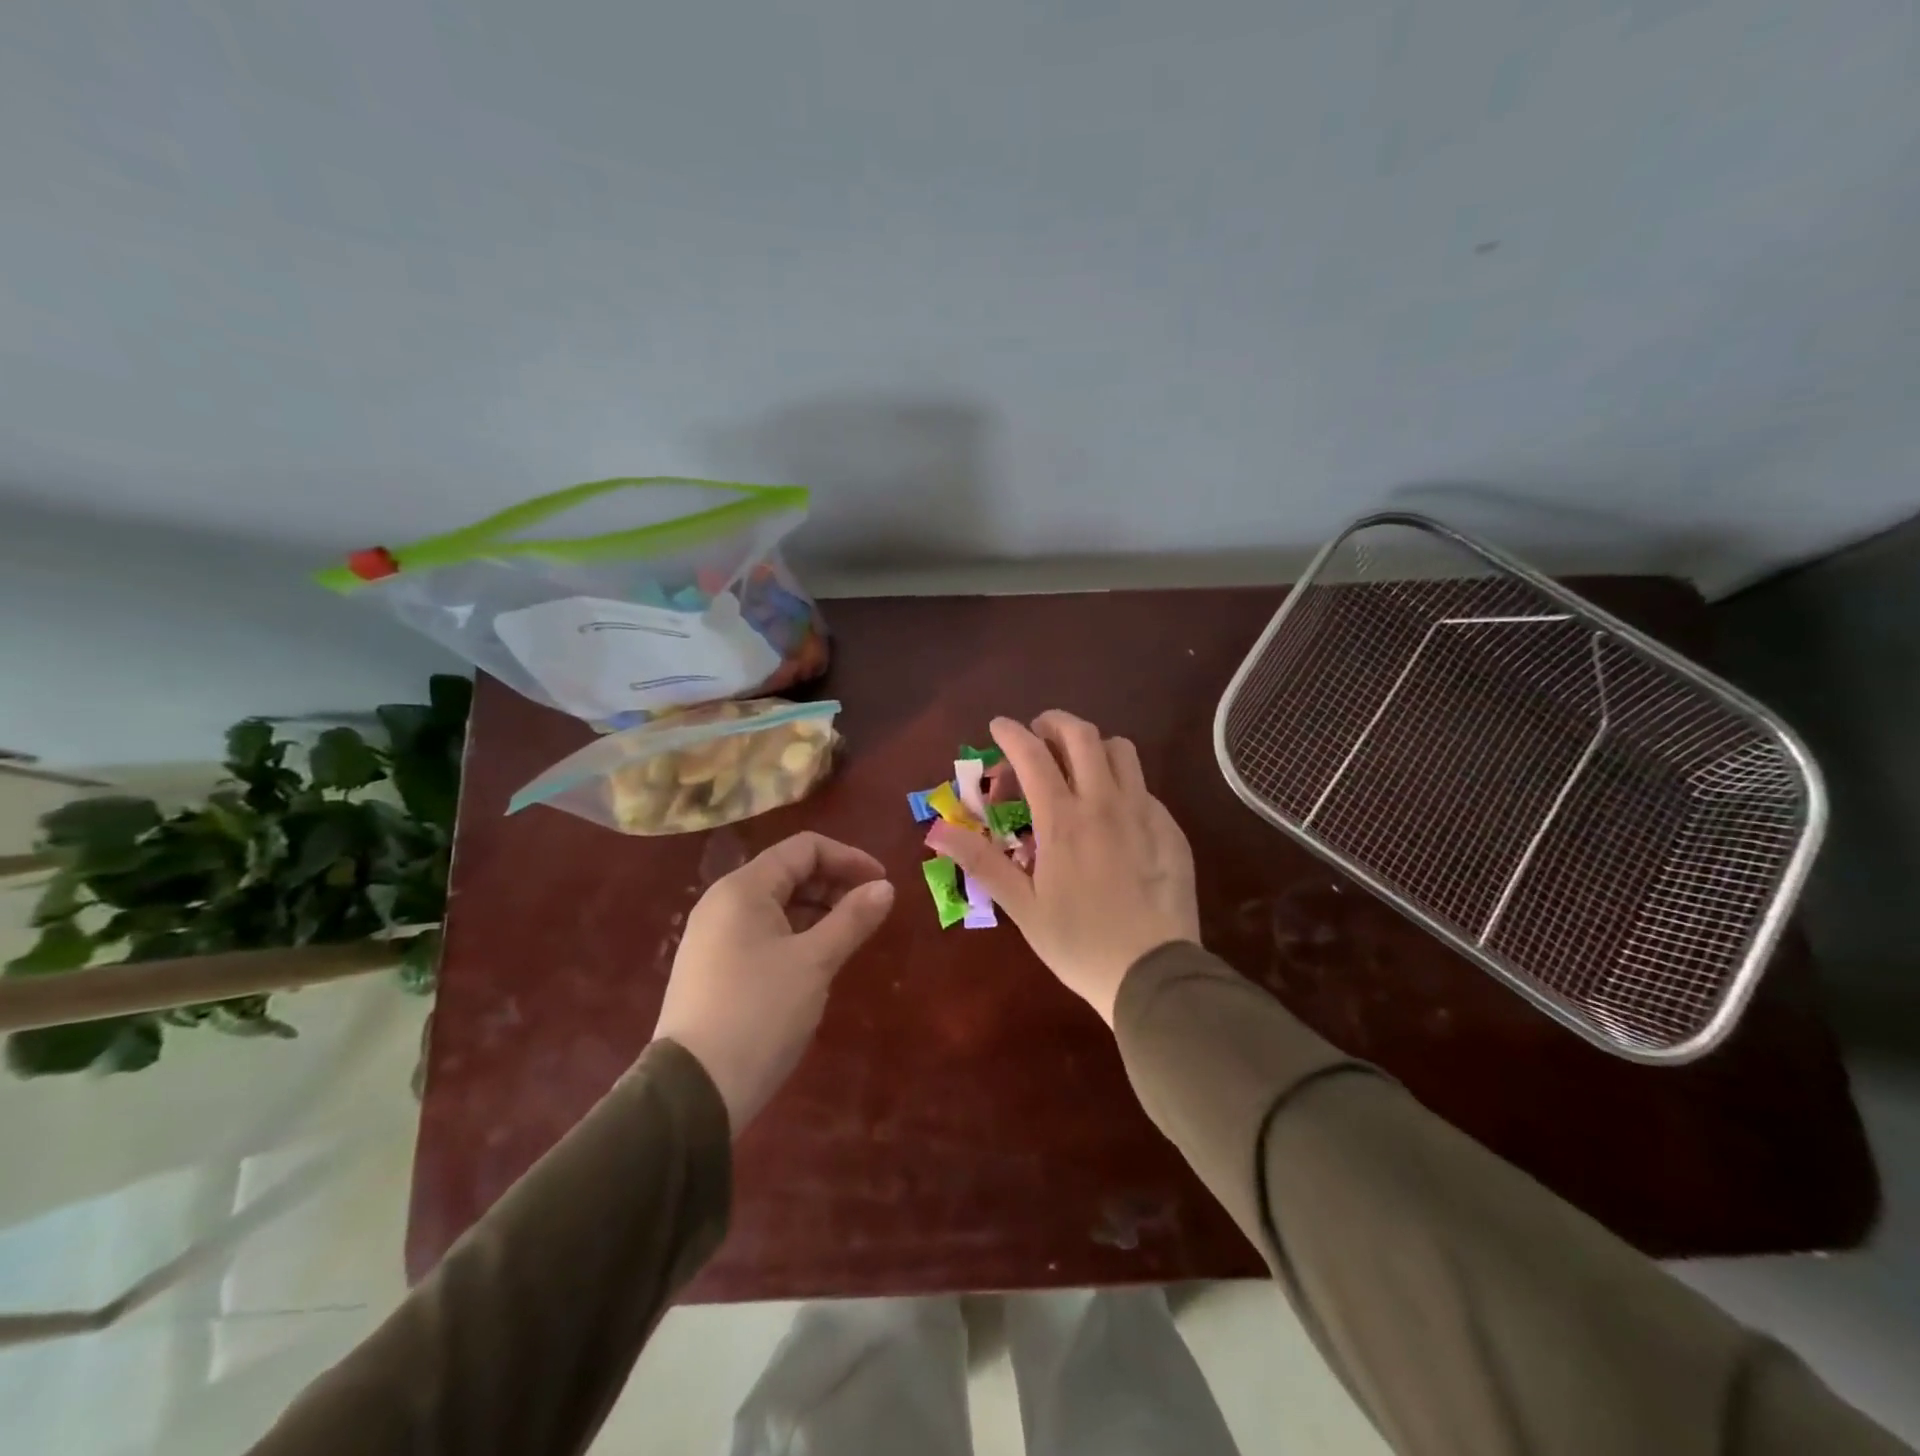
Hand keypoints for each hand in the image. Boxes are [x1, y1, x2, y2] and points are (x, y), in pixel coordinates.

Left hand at [652, 832, 893, 1132]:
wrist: (694, 1091)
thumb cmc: (760, 1013)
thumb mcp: (815, 962)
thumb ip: (852, 918)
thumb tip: (885, 887)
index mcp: (744, 888)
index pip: (804, 848)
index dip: (848, 858)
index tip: (882, 884)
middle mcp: (723, 902)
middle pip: (788, 872)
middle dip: (834, 883)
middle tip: (869, 911)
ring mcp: (713, 936)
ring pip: (775, 904)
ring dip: (817, 910)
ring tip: (848, 936)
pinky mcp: (712, 967)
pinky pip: (761, 932)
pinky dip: (795, 933)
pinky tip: (815, 961)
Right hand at [929, 711, 1199, 1024]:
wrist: (1154, 974)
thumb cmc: (1078, 943)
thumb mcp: (1022, 906)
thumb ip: (981, 862)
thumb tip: (936, 831)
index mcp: (1063, 820)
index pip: (1033, 755)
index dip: (1011, 732)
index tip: (998, 725)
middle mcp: (1105, 802)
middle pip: (1082, 735)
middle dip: (1054, 722)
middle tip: (1038, 734)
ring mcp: (1144, 812)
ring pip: (1121, 750)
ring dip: (1093, 746)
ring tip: (1078, 765)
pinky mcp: (1170, 828)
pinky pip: (1144, 786)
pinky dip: (1121, 782)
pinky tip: (1114, 813)